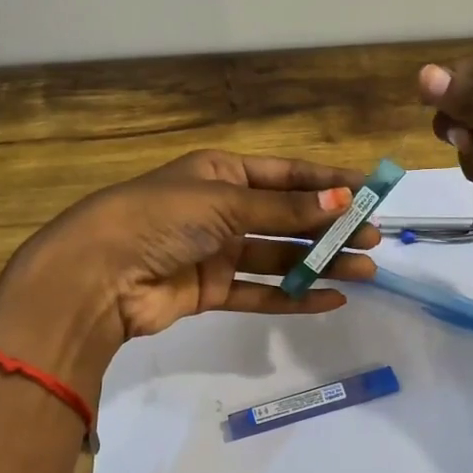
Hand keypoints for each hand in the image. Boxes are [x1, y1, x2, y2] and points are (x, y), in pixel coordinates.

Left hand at [0, 150, 379, 400]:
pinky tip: (330, 299)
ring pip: (279, 257)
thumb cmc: (160, 219)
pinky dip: (293, 296)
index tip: (370, 191)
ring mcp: (216, 252)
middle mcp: (221, 209)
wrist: (98, 275)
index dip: (328, 181)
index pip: (286, 175)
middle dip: (331, 227)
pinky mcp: (210, 291)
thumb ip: (285, 210)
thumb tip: (343, 198)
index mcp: (221, 173)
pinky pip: (260, 291)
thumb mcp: (225, 203)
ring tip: (365, 270)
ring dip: (320, 263)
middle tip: (374, 239)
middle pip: (288, 218)